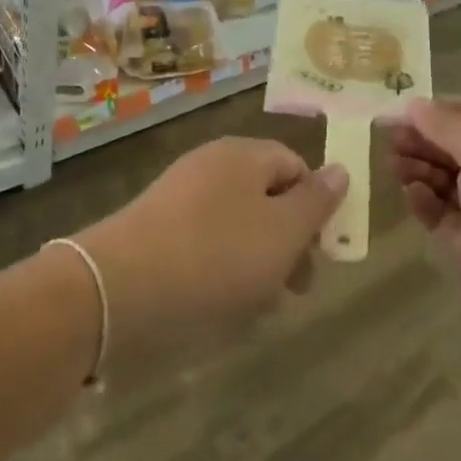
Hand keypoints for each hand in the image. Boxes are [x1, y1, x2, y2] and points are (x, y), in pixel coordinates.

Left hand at [75, 137, 346, 376]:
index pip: (295, 166)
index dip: (315, 207)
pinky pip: (204, 244)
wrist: (120, 288)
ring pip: (237, 226)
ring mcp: (179, 197)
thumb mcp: (282, 232)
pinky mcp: (157, 230)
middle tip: (293, 288)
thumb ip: (316, 202)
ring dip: (256, 263)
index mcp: (242, 155)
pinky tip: (219, 306)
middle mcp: (210, 166)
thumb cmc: (216, 256)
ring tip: (256, 306)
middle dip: (288, 242)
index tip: (320, 254)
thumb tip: (340, 169)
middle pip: (266, 197)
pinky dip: (220, 271)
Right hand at [390, 97, 460, 355]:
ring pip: (445, 176)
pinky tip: (412, 194)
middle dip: (424, 140)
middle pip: (458, 144)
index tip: (404, 110)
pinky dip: (424, 199)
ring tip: (396, 166)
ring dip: (419, 167)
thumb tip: (412, 104)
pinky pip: (440, 210)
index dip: (443, 110)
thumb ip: (445, 125)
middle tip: (391, 140)